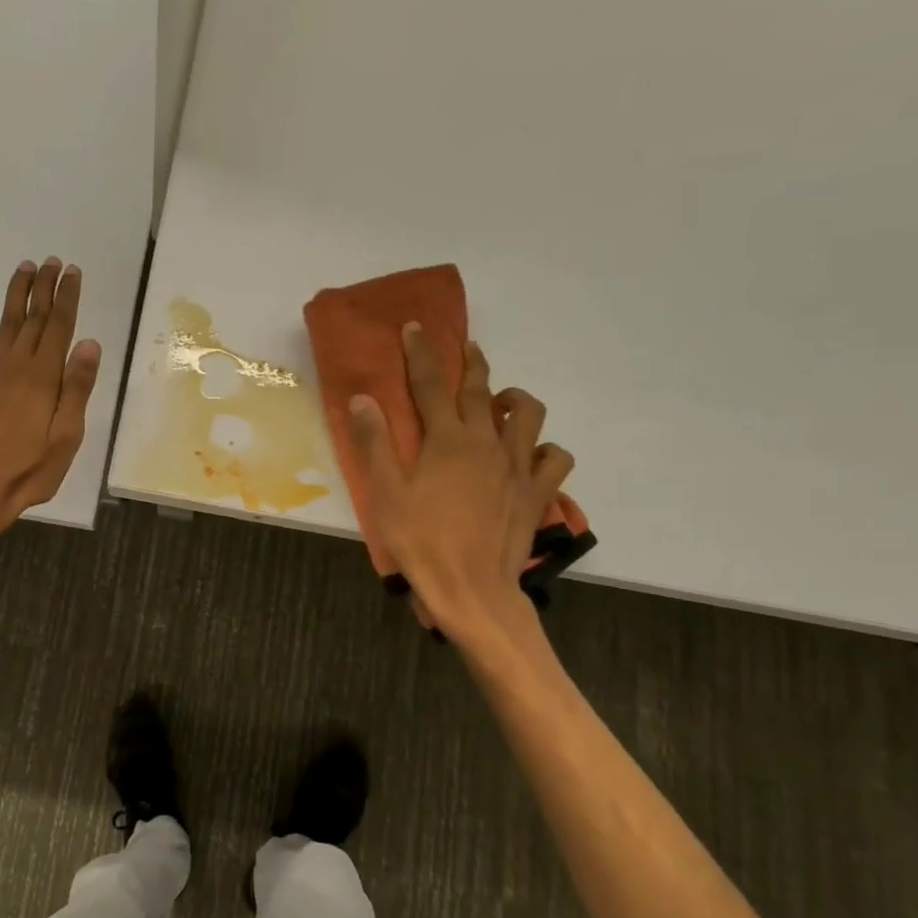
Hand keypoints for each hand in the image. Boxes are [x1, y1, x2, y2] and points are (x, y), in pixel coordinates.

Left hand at [0, 257, 101, 550]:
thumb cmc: (28, 471)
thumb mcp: (65, 437)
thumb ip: (76, 389)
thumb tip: (89, 343)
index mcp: (42, 378)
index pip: (59, 328)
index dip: (66, 298)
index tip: (72, 272)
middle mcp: (14, 368)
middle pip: (32, 319)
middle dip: (43, 288)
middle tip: (52, 261)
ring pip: (4, 327)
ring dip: (14, 298)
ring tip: (23, 270)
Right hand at [349, 323, 571, 648]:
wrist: (472, 591)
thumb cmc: (421, 543)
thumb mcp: (386, 494)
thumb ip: (375, 444)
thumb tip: (362, 399)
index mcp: (447, 440)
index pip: (431, 384)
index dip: (421, 353)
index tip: (416, 326)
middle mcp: (487, 443)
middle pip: (480, 390)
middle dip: (470, 362)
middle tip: (464, 345)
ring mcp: (518, 467)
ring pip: (527, 415)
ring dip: (512, 399)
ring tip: (499, 401)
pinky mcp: (537, 493)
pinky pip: (555, 458)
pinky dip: (546, 448)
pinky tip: (531, 453)